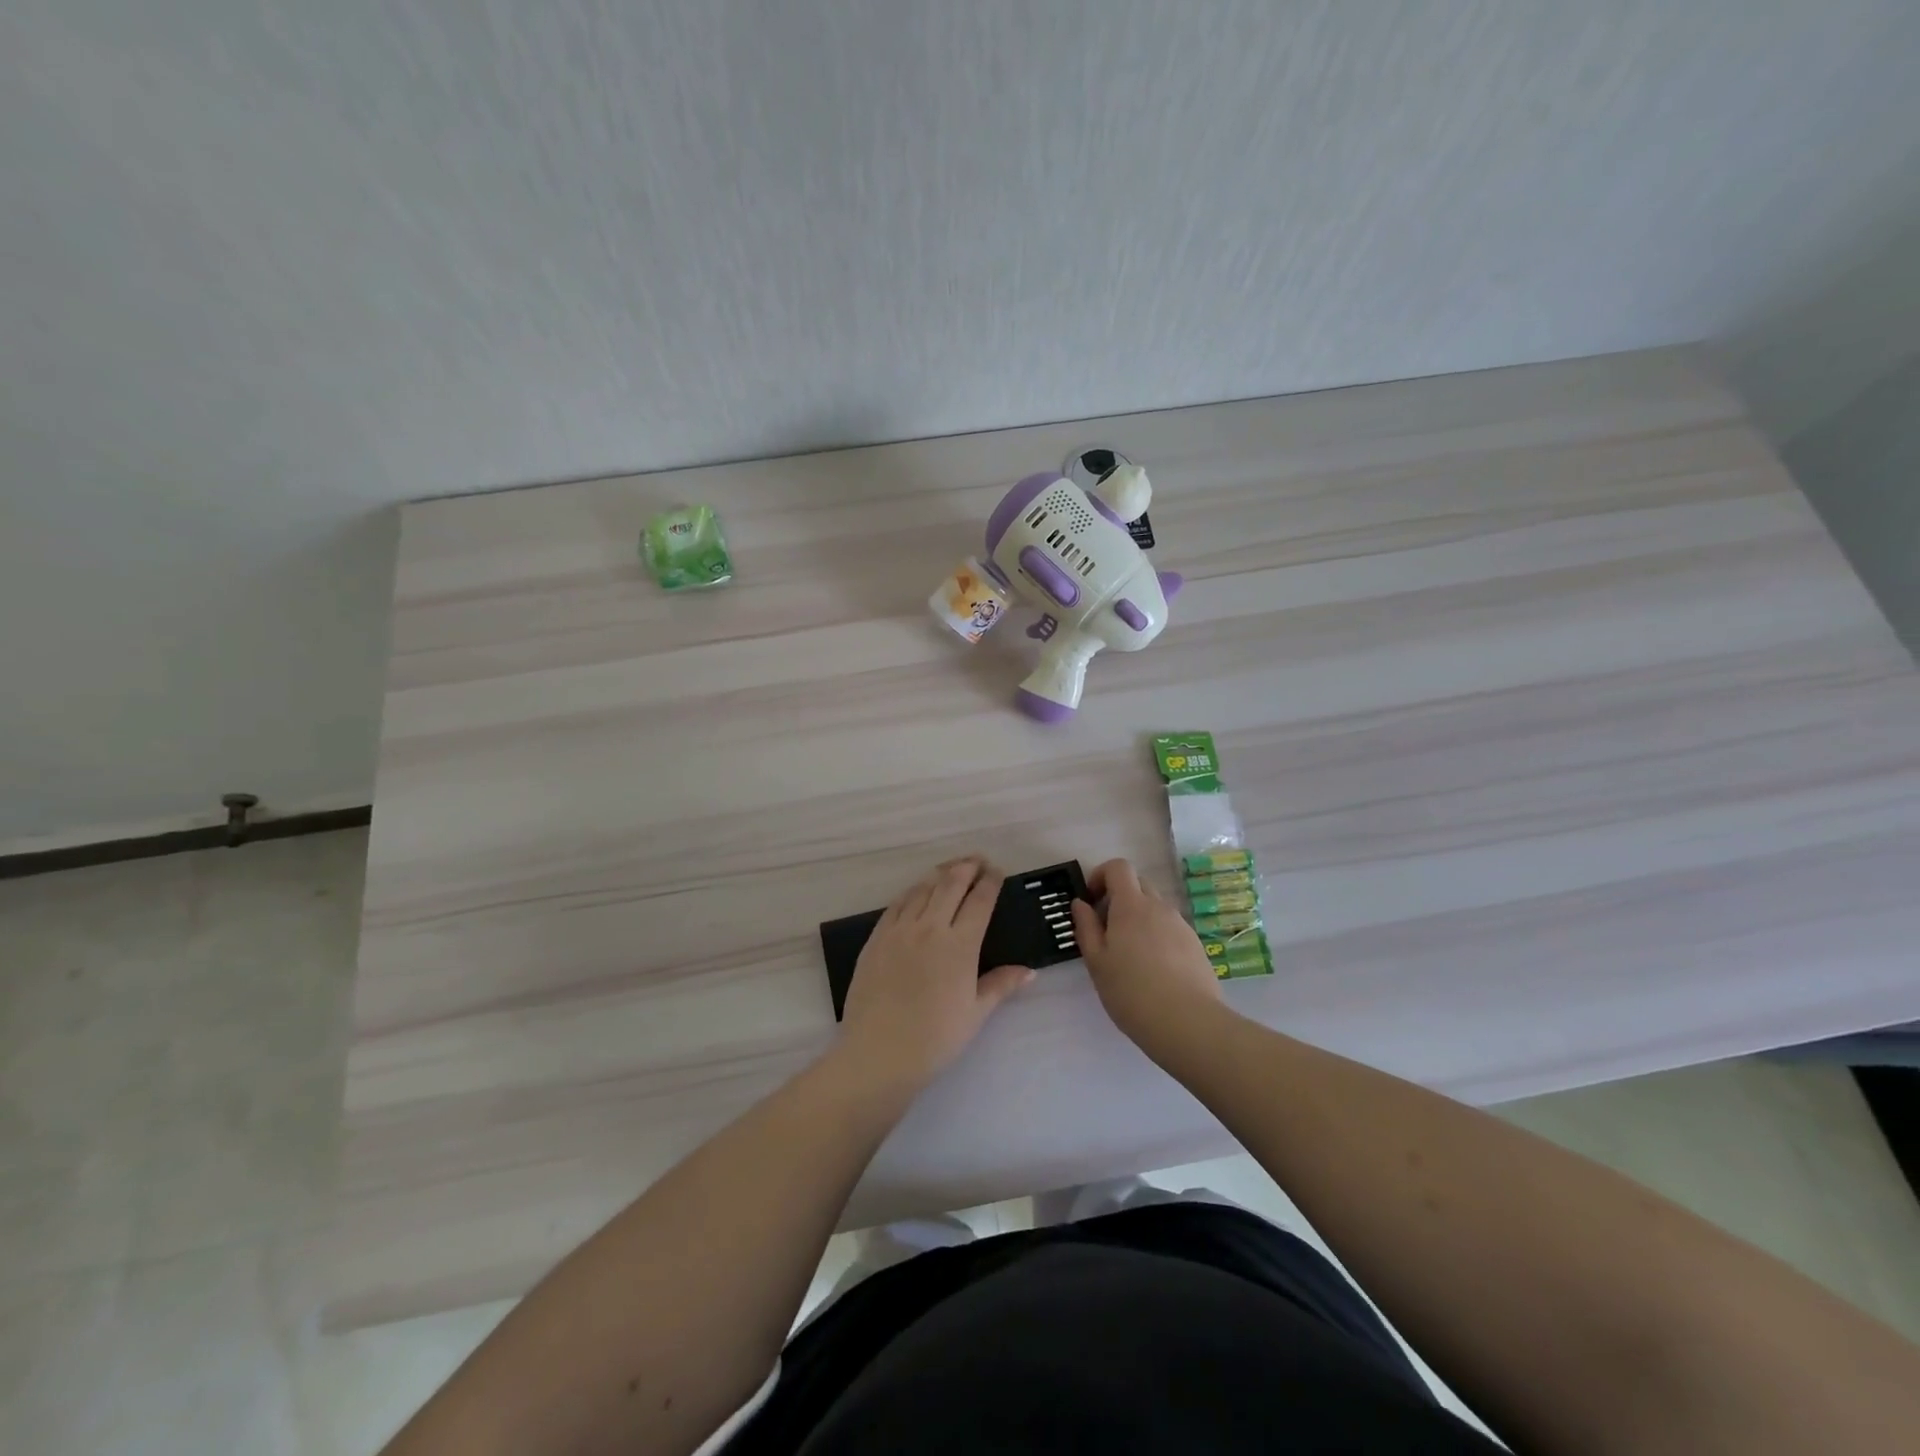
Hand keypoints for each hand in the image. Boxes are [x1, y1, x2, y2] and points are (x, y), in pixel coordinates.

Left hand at [837, 857, 1035, 1095]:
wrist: (879, 1052)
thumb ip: (1001, 985)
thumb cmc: (935, 1038)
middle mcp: (931, 927)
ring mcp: (900, 929)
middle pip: (951, 884)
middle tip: (977, 860)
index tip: (997, 872)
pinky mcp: (877, 937)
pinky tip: (917, 891)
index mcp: (960, 945)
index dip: (990, 882)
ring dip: (940, 873)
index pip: (980, 901)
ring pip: (923, 888)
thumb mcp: (976, 1013)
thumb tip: (1029, 971)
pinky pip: (897, 904)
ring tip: (951, 868)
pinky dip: (912, 891)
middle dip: (967, 867)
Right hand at [1071, 858, 1223, 1058]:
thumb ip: (1086, 927)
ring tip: (1129, 957)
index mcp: (1131, 905)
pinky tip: (1153, 971)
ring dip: (1138, 919)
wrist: (1188, 1023)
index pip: (1119, 867)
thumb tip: (1081, 903)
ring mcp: (1181, 925)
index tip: (1091, 901)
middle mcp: (1159, 907)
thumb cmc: (1131, 992)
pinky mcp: (1196, 946)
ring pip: (1155, 909)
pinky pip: (1170, 929)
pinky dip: (1157, 937)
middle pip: (1138, 884)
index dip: (1101, 875)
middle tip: (1106, 930)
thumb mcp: (1096, 962)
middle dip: (1119, 897)